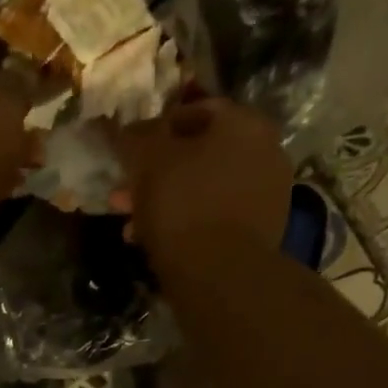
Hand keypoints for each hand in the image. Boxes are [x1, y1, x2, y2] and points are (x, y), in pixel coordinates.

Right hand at [116, 101, 291, 266]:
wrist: (220, 275)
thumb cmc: (183, 206)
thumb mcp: (147, 161)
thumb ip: (134, 137)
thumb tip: (122, 128)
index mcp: (243, 123)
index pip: (193, 112)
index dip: (155, 130)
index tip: (129, 154)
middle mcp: (264, 151)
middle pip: (198, 156)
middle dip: (156, 175)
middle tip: (124, 195)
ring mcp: (266, 195)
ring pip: (202, 190)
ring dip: (165, 203)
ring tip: (132, 226)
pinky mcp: (260, 233)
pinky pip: (214, 218)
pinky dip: (186, 225)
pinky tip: (158, 243)